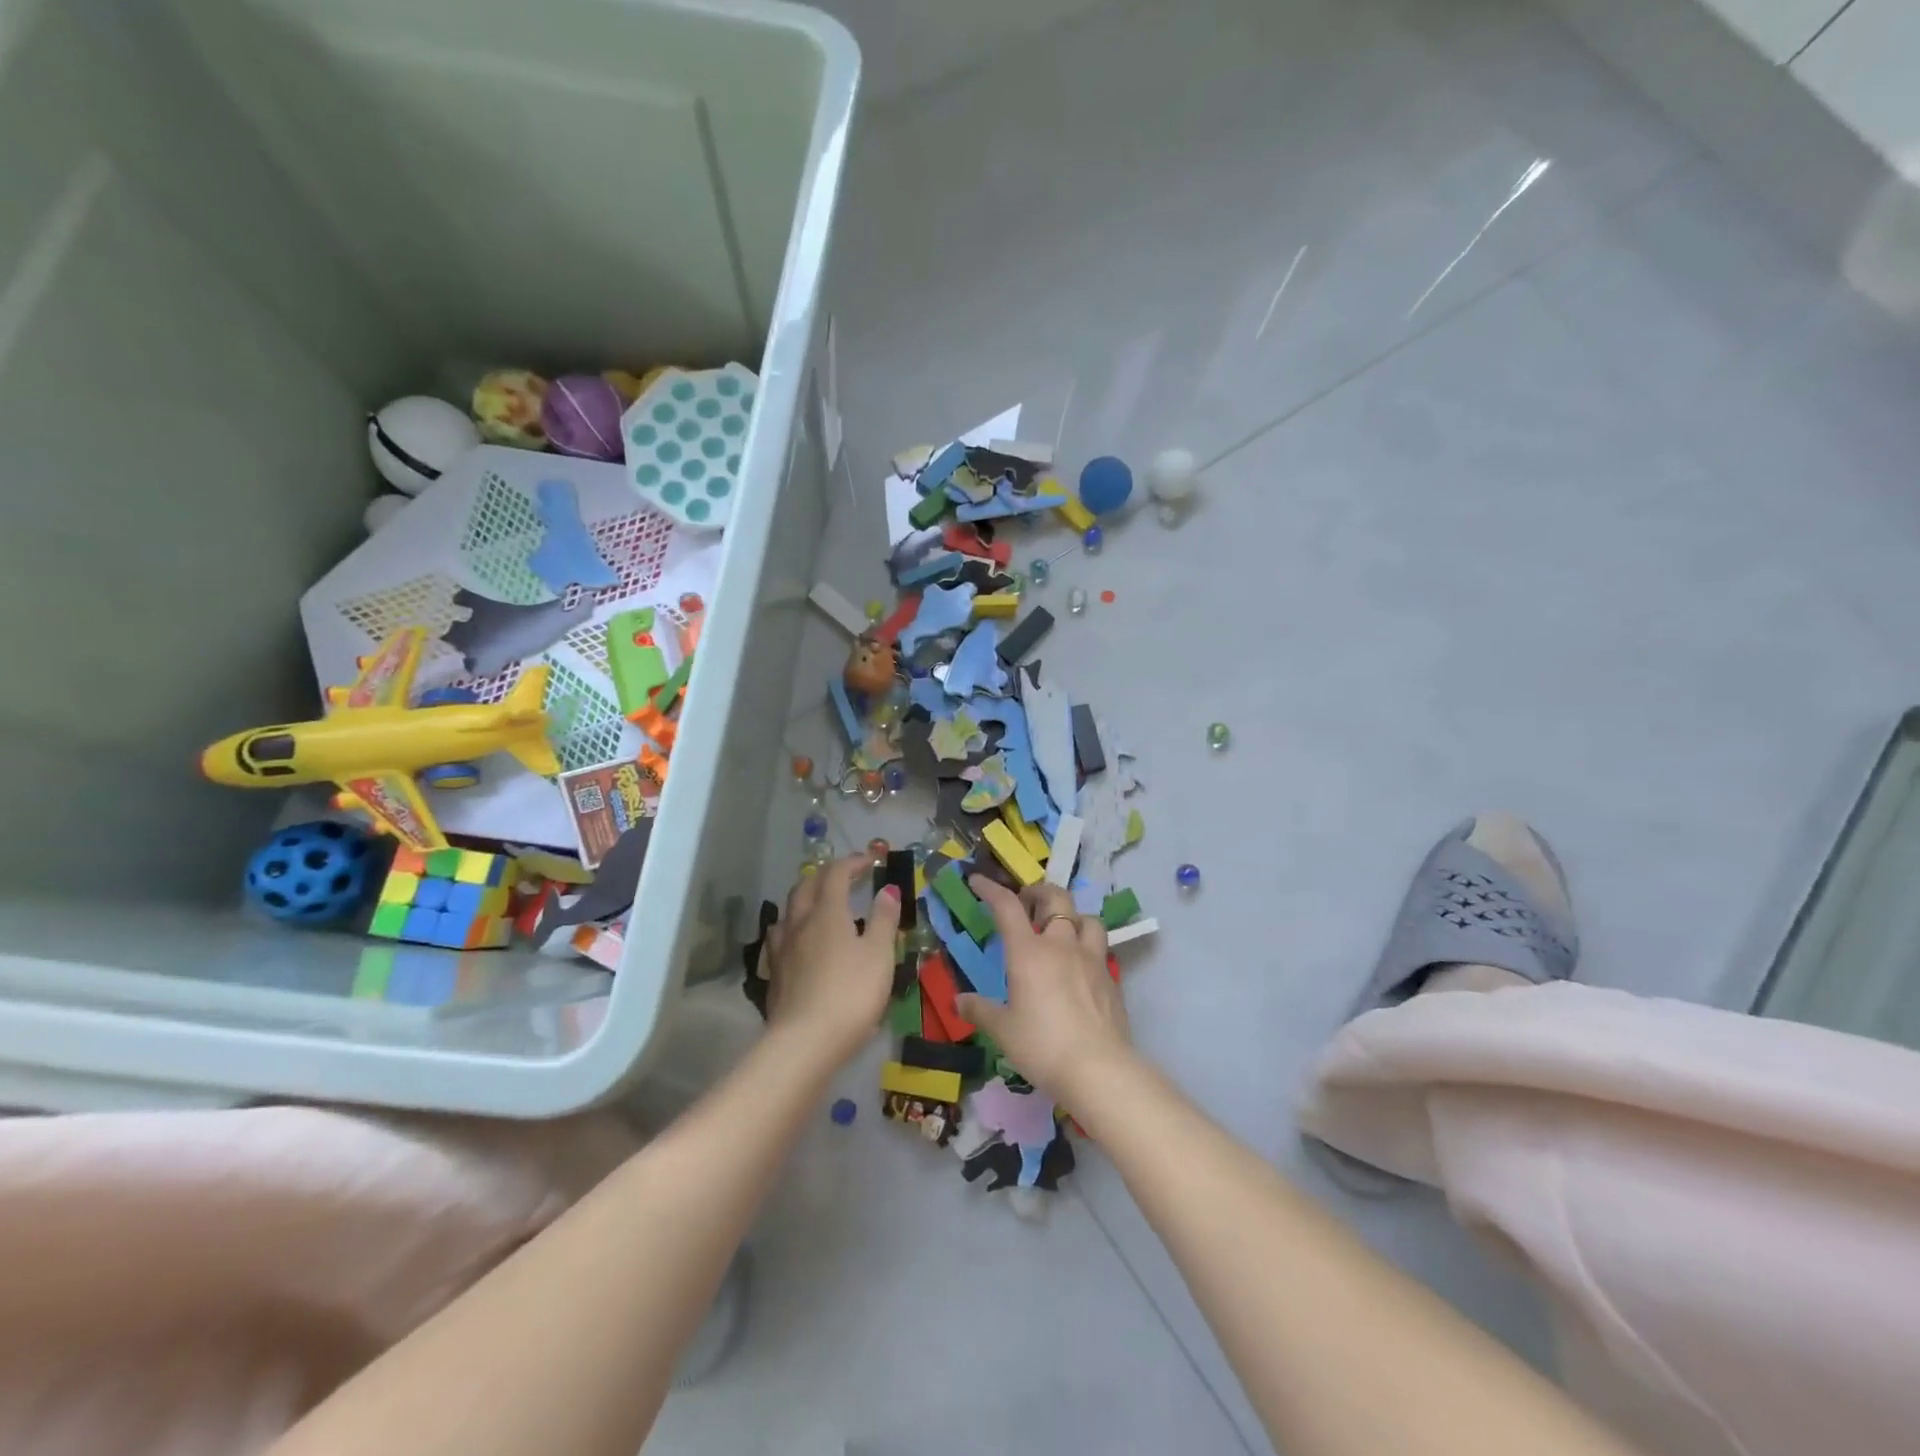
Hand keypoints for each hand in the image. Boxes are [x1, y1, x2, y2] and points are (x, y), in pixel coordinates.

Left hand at [765, 853, 900, 1064]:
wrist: (805, 1042)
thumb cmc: (851, 994)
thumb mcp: (879, 955)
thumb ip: (884, 919)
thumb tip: (886, 889)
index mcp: (827, 912)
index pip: (836, 874)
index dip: (853, 862)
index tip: (870, 862)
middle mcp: (799, 922)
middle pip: (806, 886)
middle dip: (826, 875)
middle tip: (845, 878)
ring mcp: (781, 948)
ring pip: (788, 910)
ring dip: (806, 898)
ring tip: (820, 905)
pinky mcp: (773, 973)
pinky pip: (780, 936)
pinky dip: (794, 926)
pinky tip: (799, 940)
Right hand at [957, 878, 1133, 1099]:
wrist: (1099, 1069)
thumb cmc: (1042, 1046)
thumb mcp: (1003, 1031)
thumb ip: (980, 1011)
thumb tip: (959, 1001)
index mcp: (1029, 952)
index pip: (1007, 907)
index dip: (991, 889)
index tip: (978, 880)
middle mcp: (1062, 945)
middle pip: (1056, 898)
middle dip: (1039, 892)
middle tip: (1027, 901)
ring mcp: (1091, 959)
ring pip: (1087, 918)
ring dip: (1072, 916)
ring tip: (1062, 928)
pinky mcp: (1111, 978)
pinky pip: (1100, 948)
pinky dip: (1088, 946)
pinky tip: (1081, 966)